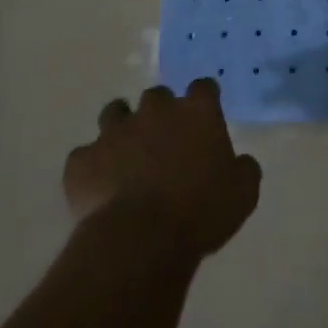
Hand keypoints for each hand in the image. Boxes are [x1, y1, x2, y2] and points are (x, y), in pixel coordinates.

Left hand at [63, 81, 262, 259]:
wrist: (141, 241)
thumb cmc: (201, 212)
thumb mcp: (243, 193)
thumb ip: (244, 169)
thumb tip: (241, 162)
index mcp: (197, 112)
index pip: (203, 87)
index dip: (203, 100)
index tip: (204, 116)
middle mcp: (156, 111)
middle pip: (158, 96)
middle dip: (160, 112)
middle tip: (165, 141)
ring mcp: (115, 132)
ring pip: (115, 112)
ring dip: (122, 127)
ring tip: (125, 154)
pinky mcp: (83, 160)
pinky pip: (85, 155)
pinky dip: (92, 166)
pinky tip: (98, 186)